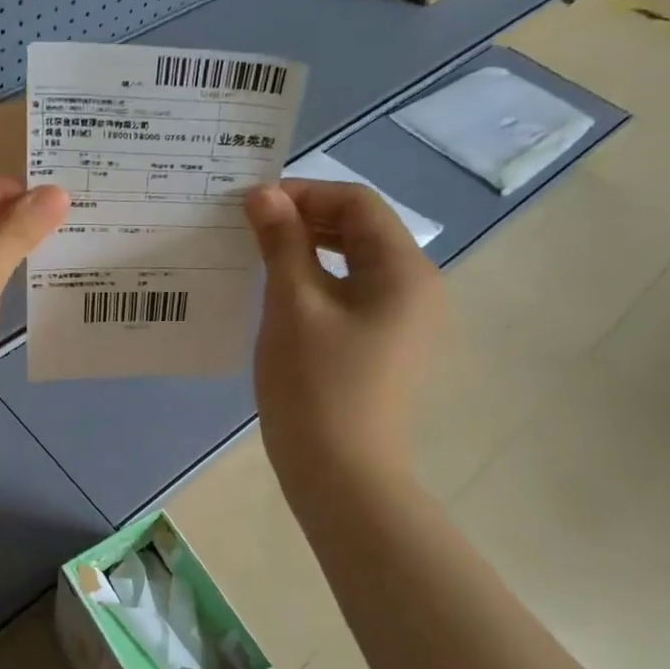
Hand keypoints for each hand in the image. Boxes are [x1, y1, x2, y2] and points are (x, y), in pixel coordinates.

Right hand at [245, 180, 443, 488]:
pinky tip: (282, 292)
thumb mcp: (293, 304)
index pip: (357, 203)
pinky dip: (319, 280)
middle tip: (251, 226)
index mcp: (404, 270)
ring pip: (356, 262)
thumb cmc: (315, 385)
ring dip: (310, 249)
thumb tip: (264, 194)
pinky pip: (354, 293)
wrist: (341, 475)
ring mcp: (406, 320)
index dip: (305, 193)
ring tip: (261, 253)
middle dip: (306, 219)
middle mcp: (417, 287)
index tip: (253, 205)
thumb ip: (281, 242)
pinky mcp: (387, 345)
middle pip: (361, 229)